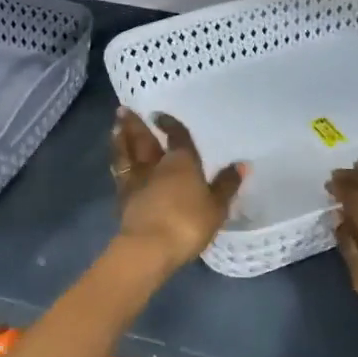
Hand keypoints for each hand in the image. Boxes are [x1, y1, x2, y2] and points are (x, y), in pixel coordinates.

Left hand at [109, 109, 244, 271]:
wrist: (149, 247)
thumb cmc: (188, 223)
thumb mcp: (216, 207)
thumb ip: (226, 185)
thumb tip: (242, 164)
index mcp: (181, 162)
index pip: (176, 136)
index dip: (169, 124)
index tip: (159, 114)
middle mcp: (155, 165)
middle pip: (144, 140)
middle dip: (135, 125)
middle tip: (123, 110)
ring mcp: (136, 181)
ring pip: (126, 154)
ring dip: (120, 140)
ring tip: (115, 128)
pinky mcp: (122, 199)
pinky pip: (119, 174)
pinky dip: (117, 164)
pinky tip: (116, 163)